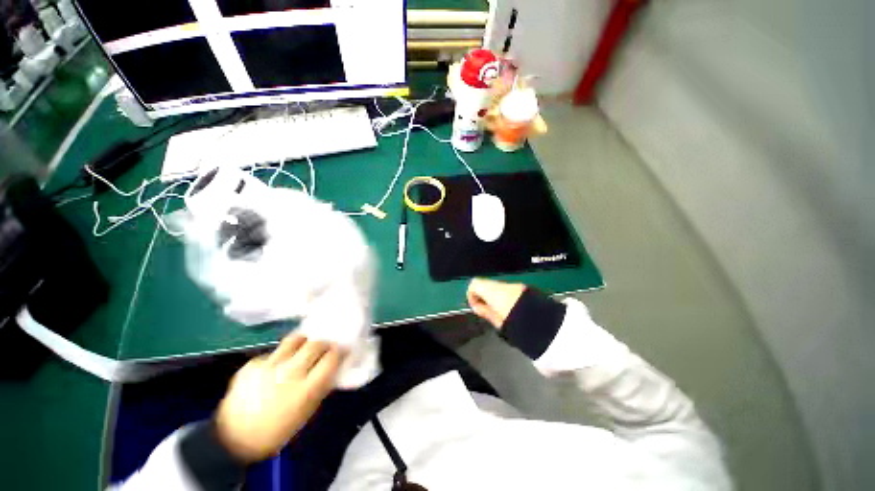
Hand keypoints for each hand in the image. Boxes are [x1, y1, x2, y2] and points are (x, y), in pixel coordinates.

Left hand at [215, 334, 343, 462]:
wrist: (233, 438)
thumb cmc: (277, 431)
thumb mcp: (306, 412)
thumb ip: (321, 387)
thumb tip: (333, 368)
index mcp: (306, 389)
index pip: (331, 358)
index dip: (340, 352)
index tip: (343, 351)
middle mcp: (289, 373)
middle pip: (315, 344)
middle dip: (324, 344)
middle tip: (326, 348)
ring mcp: (268, 366)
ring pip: (295, 339)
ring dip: (305, 342)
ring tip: (305, 348)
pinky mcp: (252, 363)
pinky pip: (274, 351)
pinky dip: (281, 355)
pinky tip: (278, 366)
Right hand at [466, 278, 526, 329]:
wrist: (550, 327)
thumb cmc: (520, 327)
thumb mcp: (498, 323)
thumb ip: (485, 312)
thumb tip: (477, 307)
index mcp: (495, 291)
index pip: (475, 283)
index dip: (472, 294)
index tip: (476, 307)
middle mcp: (506, 285)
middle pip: (489, 285)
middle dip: (486, 297)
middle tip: (489, 312)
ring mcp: (518, 286)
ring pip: (501, 288)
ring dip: (498, 298)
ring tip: (503, 315)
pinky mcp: (529, 290)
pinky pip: (512, 291)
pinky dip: (509, 298)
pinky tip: (514, 312)